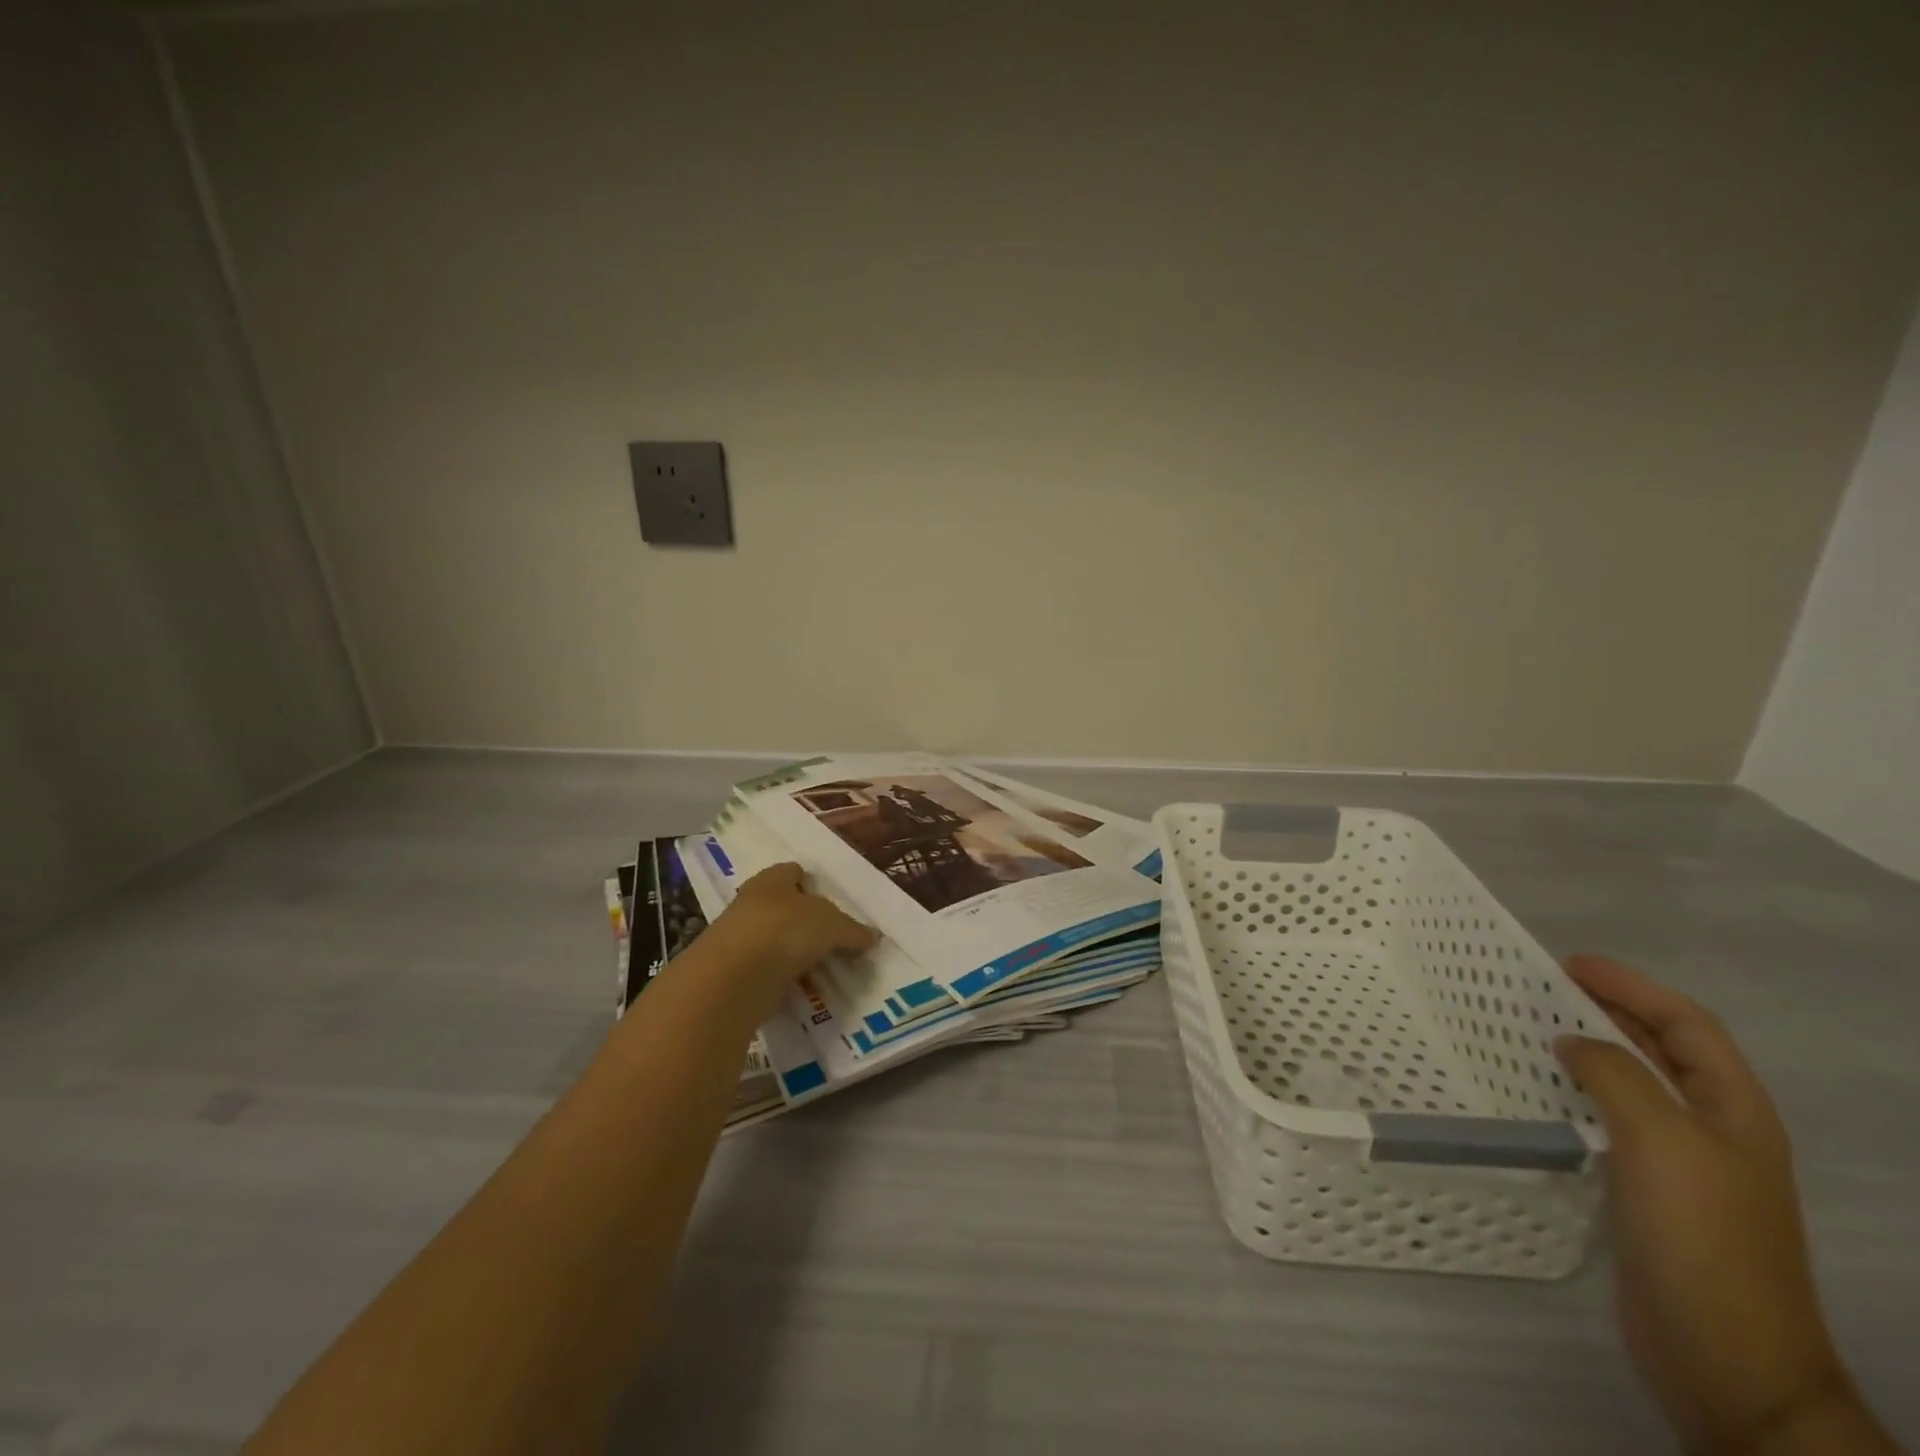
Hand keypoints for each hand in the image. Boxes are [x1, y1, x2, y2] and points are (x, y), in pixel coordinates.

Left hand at [704, 862, 877, 999]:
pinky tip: (802, 986)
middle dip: (804, 919)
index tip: (832, 901)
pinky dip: (782, 976)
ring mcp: (740, 938)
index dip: (812, 882)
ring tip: (822, 965)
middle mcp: (752, 902)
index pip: (793, 871)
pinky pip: (766, 970)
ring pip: (774, 939)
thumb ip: (853, 930)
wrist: (732, 978)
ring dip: (793, 951)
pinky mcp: (734, 972)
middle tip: (833, 936)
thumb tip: (874, 936)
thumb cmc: (784, 930)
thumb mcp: (832, 926)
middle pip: (783, 906)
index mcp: (772, 879)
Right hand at [1556, 956, 1891, 1453]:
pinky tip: (1537, 1093)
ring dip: (1586, 1050)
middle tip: (1539, 988)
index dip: (1631, 987)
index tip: (1568, 963)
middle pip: (1661, 1050)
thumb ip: (1616, 1074)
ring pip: (1631, 1084)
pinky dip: (1574, 1093)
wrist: (1725, 1357)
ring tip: (1528, 1029)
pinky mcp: (1647, 1192)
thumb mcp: (1661, 1139)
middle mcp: (1712, 1130)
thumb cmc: (1701, 1236)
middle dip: (1607, 1011)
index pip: (1687, 1025)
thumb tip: (1572, 1042)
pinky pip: (1608, 1120)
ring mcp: (1681, 1164)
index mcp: (1733, 1111)